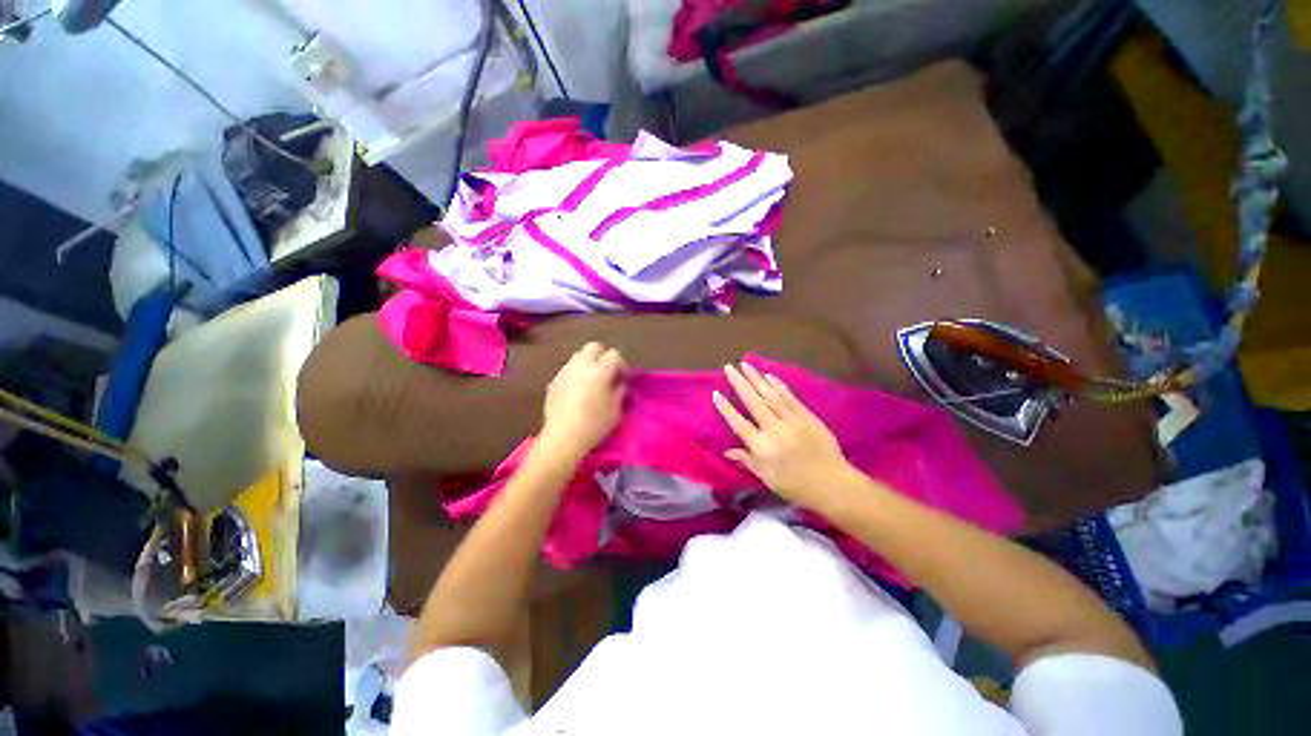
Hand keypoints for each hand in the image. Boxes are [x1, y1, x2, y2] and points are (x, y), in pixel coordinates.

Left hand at [539, 342, 626, 459]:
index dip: (621, 365)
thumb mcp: (616, 410)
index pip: (614, 354)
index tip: (621, 379)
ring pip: (578, 357)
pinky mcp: (553, 381)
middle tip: (606, 374)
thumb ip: (620, 391)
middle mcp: (581, 365)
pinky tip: (576, 393)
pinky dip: (575, 375)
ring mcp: (564, 372)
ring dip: (587, 364)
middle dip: (602, 356)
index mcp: (599, 371)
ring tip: (591, 382)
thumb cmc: (594, 425)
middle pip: (594, 347)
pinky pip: (568, 370)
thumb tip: (618, 383)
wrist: (562, 438)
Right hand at [713, 363, 855, 508]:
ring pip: (771, 395)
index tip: (716, 394)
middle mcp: (775, 430)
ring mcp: (793, 421)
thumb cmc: (796, 486)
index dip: (726, 409)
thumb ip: (747, 461)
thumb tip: (727, 451)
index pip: (739, 423)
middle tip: (729, 368)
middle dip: (739, 383)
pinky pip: (790, 397)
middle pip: (753, 402)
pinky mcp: (808, 417)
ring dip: (756, 378)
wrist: (833, 485)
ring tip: (745, 365)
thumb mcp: (767, 478)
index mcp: (763, 447)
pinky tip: (768, 376)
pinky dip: (778, 385)